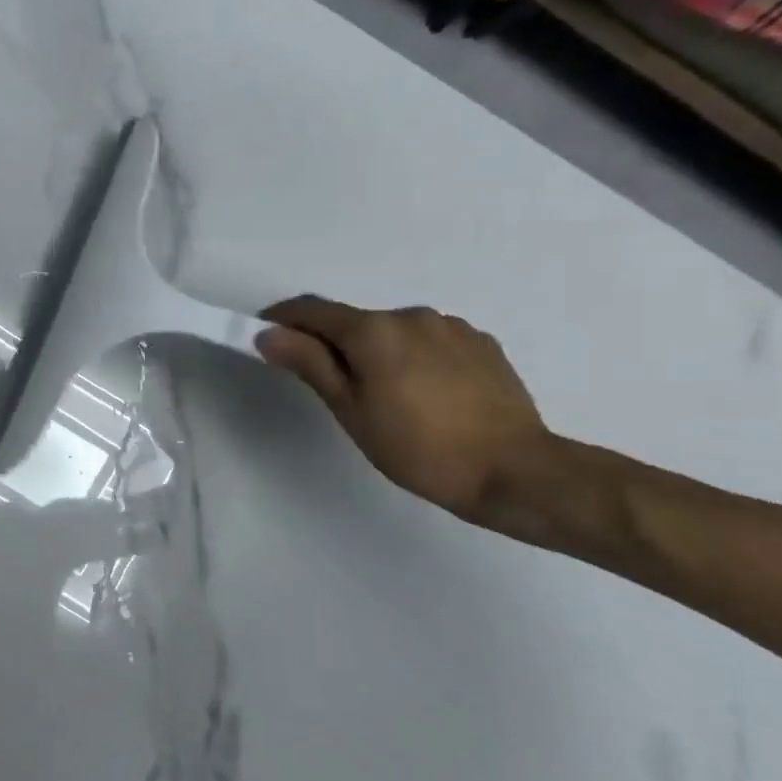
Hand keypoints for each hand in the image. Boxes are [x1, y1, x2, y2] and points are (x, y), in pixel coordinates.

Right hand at [254, 296, 552, 521]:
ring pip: (393, 331)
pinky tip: (424, 394)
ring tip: (384, 396)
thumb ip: (309, 363)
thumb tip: (269, 333)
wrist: (516, 471)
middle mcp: (410, 315)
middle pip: (354, 321)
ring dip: (375, 351)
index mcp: (373, 329)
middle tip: (328, 386)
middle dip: (332, 343)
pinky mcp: (481, 343)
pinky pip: (429, 341)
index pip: (311, 309)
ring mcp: (451, 327)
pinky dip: (411, 357)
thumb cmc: (418, 447)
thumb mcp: (351, 410)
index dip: (282, 319)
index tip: (264, 338)